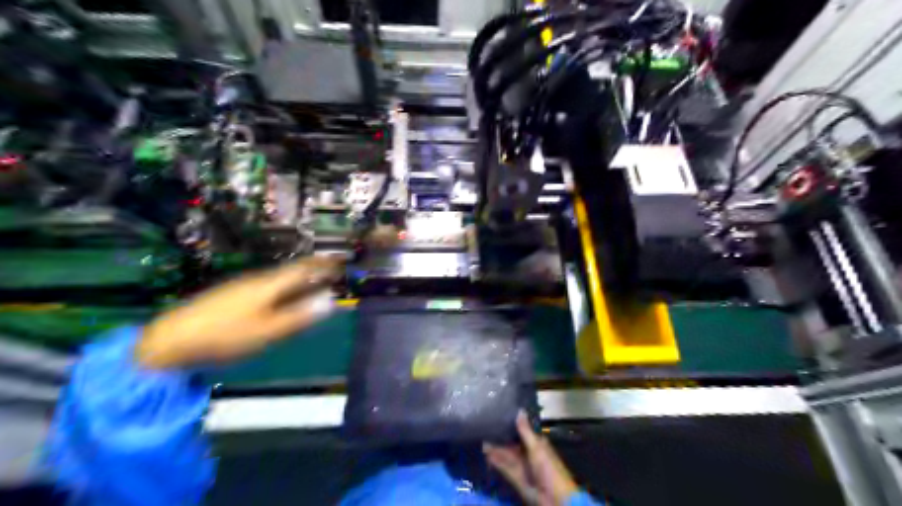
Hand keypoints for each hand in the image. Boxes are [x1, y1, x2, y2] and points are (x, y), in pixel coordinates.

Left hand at [135, 257, 343, 366]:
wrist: (171, 340)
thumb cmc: (226, 335)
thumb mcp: (268, 330)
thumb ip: (300, 316)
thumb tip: (330, 302)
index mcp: (269, 285)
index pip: (303, 268)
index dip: (323, 264)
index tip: (340, 262)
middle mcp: (257, 281)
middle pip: (291, 272)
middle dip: (313, 272)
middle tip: (331, 275)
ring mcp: (241, 288)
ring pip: (278, 281)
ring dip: (298, 282)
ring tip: (312, 288)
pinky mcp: (230, 297)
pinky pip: (266, 289)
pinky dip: (283, 291)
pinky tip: (280, 302)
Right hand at [486, 411, 576, 505]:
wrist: (554, 499)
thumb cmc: (549, 468)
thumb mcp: (537, 447)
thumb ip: (525, 431)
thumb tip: (520, 410)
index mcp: (537, 444)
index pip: (523, 431)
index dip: (512, 424)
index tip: (499, 414)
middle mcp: (528, 453)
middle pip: (513, 443)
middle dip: (501, 437)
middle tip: (485, 427)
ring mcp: (522, 466)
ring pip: (507, 454)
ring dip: (496, 449)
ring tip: (482, 439)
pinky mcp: (516, 477)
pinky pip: (504, 466)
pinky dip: (496, 460)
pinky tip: (486, 454)